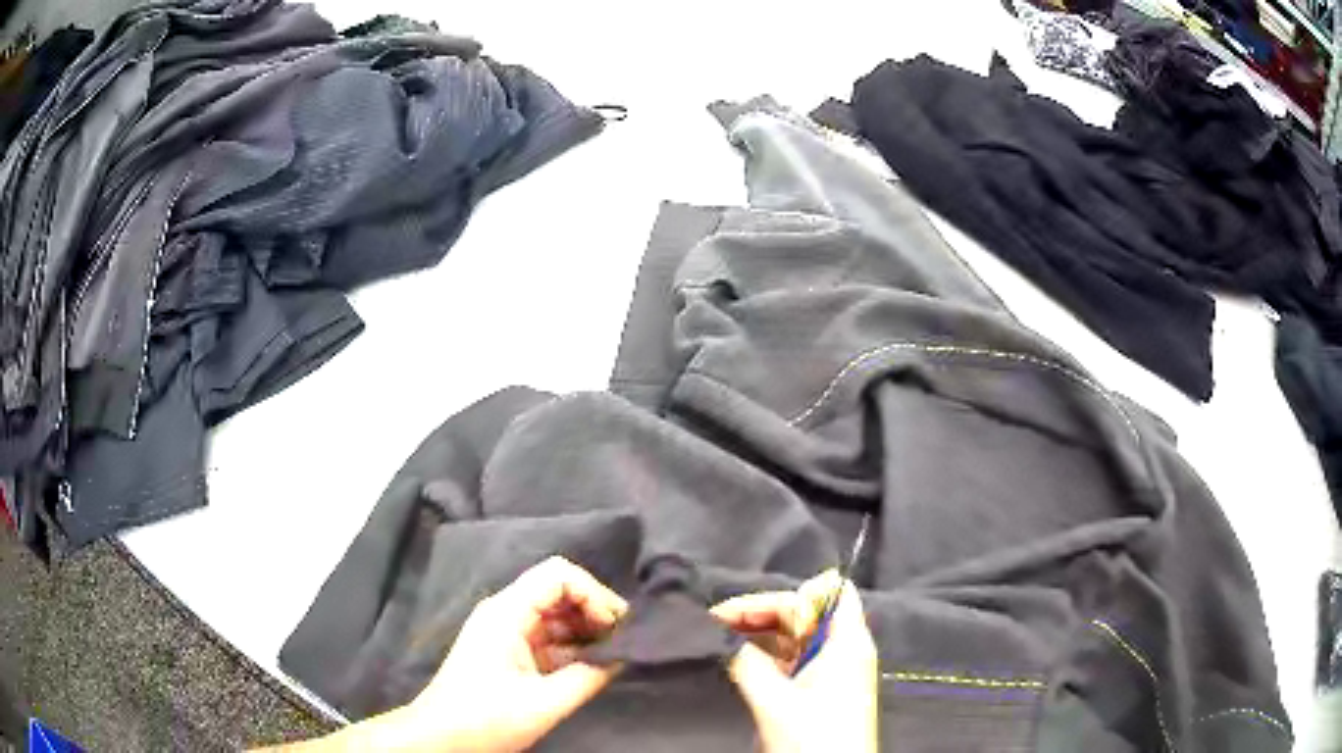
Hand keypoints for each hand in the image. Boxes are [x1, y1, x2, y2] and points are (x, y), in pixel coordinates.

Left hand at [407, 556, 628, 751]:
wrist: (441, 738)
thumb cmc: (486, 719)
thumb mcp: (543, 703)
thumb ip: (588, 676)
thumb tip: (624, 655)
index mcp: (506, 613)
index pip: (558, 575)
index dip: (593, 593)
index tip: (615, 626)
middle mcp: (506, 612)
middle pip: (558, 591)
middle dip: (594, 609)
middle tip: (625, 638)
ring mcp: (506, 631)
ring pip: (555, 615)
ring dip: (586, 629)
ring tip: (616, 652)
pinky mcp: (509, 651)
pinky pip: (547, 637)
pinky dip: (573, 646)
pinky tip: (594, 664)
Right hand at [712, 571, 878, 752]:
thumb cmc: (812, 737)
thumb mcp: (773, 699)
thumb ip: (746, 661)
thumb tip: (718, 634)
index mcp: (846, 641)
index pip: (828, 593)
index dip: (786, 594)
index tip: (737, 607)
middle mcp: (844, 648)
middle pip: (805, 613)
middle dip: (760, 613)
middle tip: (713, 622)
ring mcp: (835, 670)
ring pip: (797, 637)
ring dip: (759, 635)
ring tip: (719, 639)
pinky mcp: (824, 689)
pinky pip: (794, 660)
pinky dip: (767, 656)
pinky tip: (739, 660)